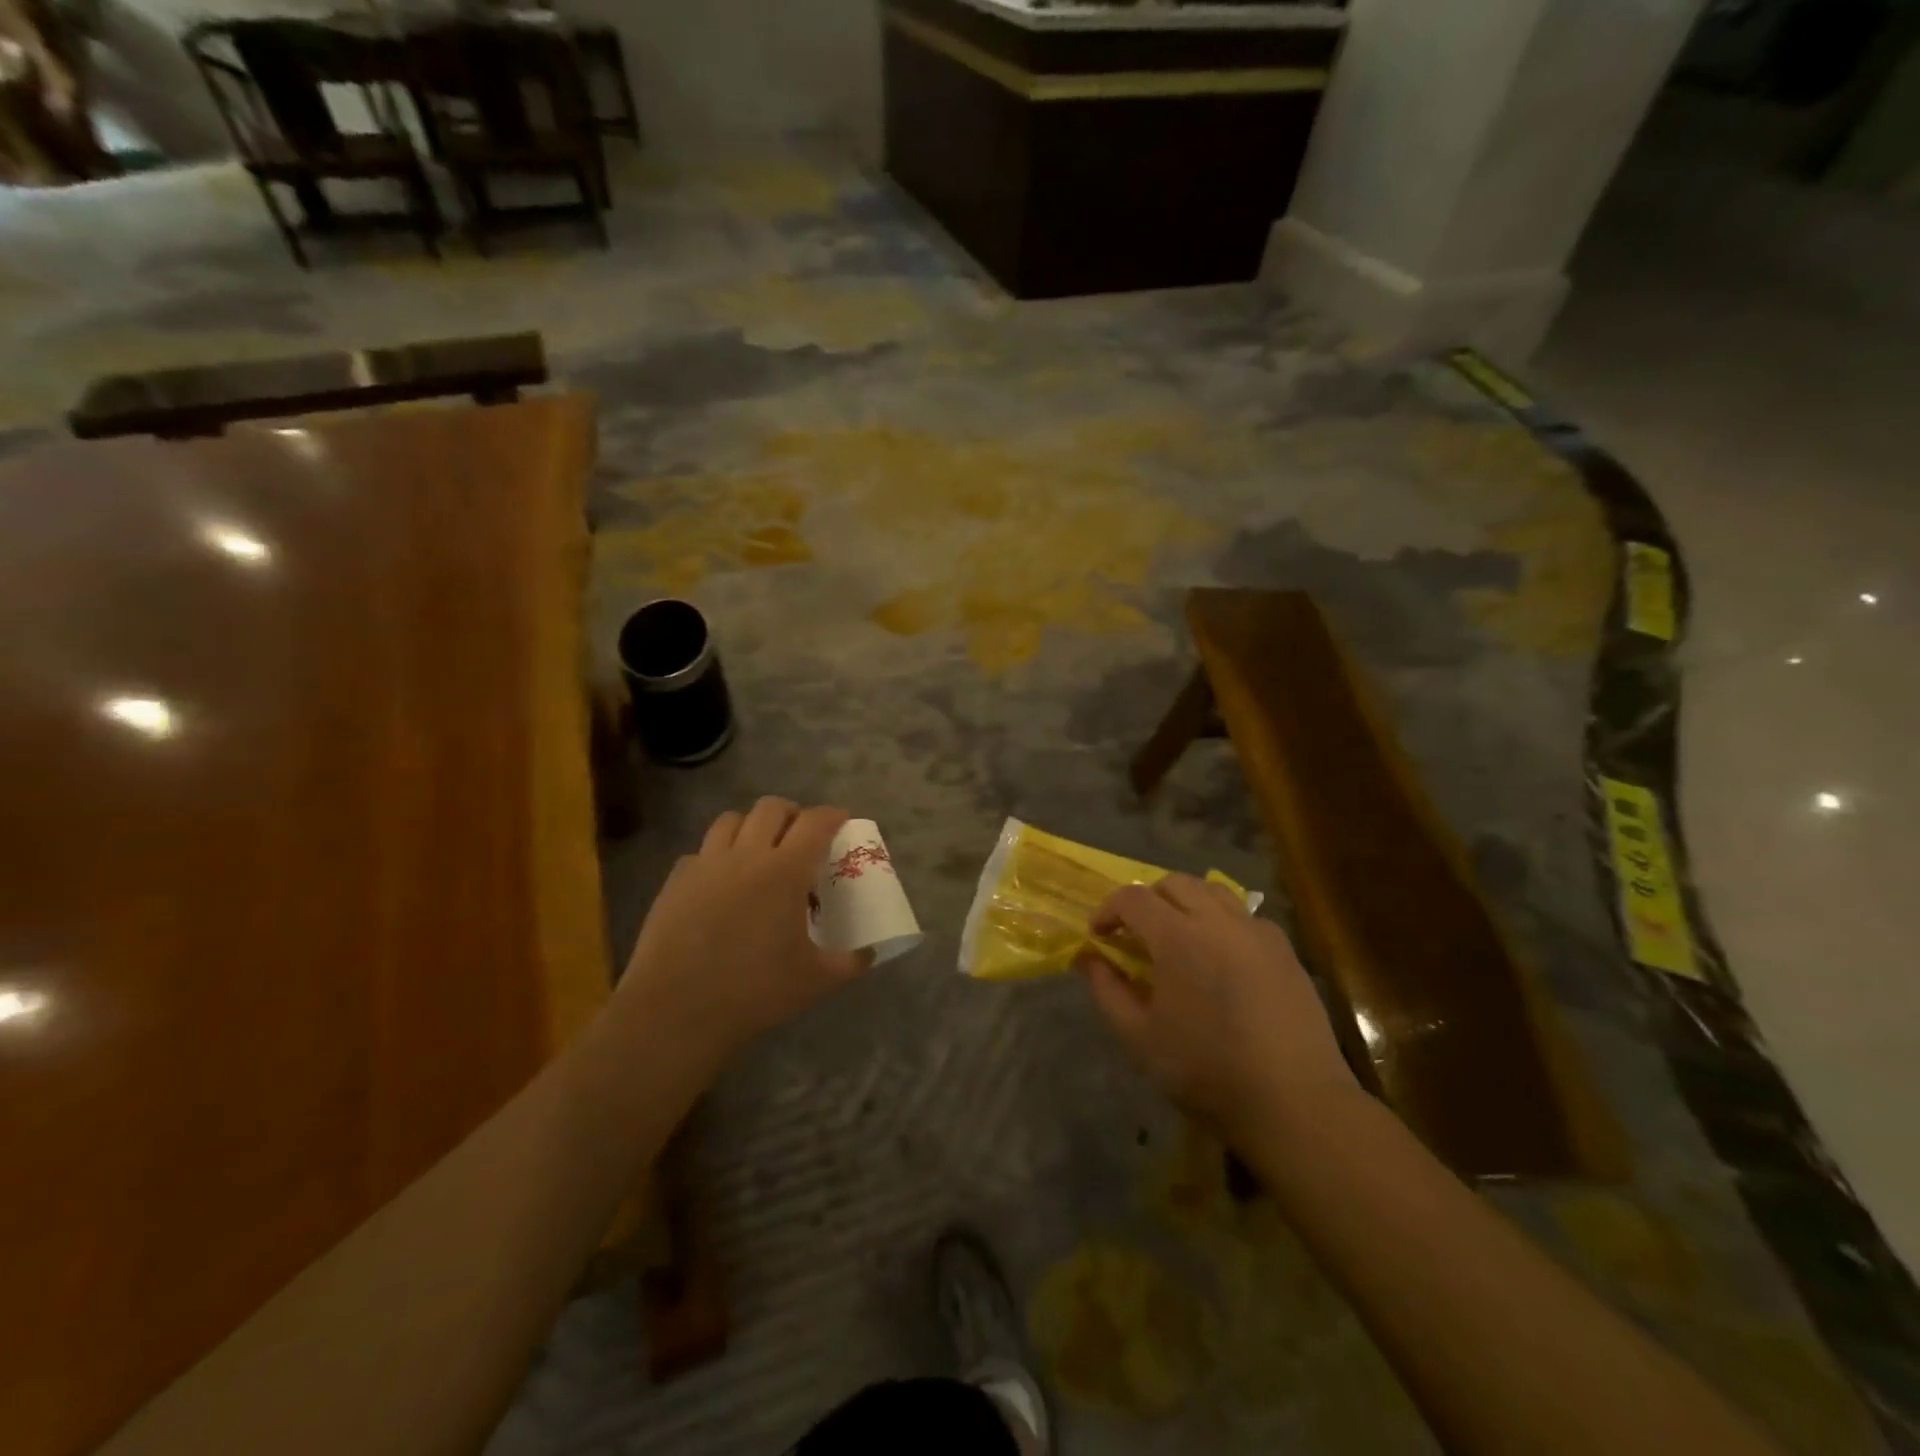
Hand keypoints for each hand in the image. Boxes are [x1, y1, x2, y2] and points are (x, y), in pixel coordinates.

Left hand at [616, 798, 870, 1068]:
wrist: (676, 1011)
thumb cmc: (754, 991)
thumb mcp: (815, 980)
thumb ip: (850, 962)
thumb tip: (870, 954)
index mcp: (786, 871)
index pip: (815, 822)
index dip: (832, 815)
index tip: (841, 821)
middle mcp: (746, 855)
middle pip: (772, 808)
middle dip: (793, 814)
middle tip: (801, 837)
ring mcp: (706, 864)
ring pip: (731, 820)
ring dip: (752, 826)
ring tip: (760, 850)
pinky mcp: (676, 881)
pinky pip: (701, 852)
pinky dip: (717, 856)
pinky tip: (721, 883)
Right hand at [1075, 874, 1358, 1138]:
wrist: (1293, 1101)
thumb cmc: (1206, 1069)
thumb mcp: (1140, 1036)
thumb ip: (1107, 989)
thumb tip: (1088, 958)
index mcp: (1177, 937)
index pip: (1133, 898)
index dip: (1108, 910)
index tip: (1099, 935)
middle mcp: (1218, 920)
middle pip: (1174, 883)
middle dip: (1147, 899)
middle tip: (1136, 933)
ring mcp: (1257, 931)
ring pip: (1213, 891)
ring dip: (1186, 903)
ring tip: (1178, 937)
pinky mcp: (1285, 951)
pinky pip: (1245, 917)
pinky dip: (1222, 922)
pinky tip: (1221, 959)